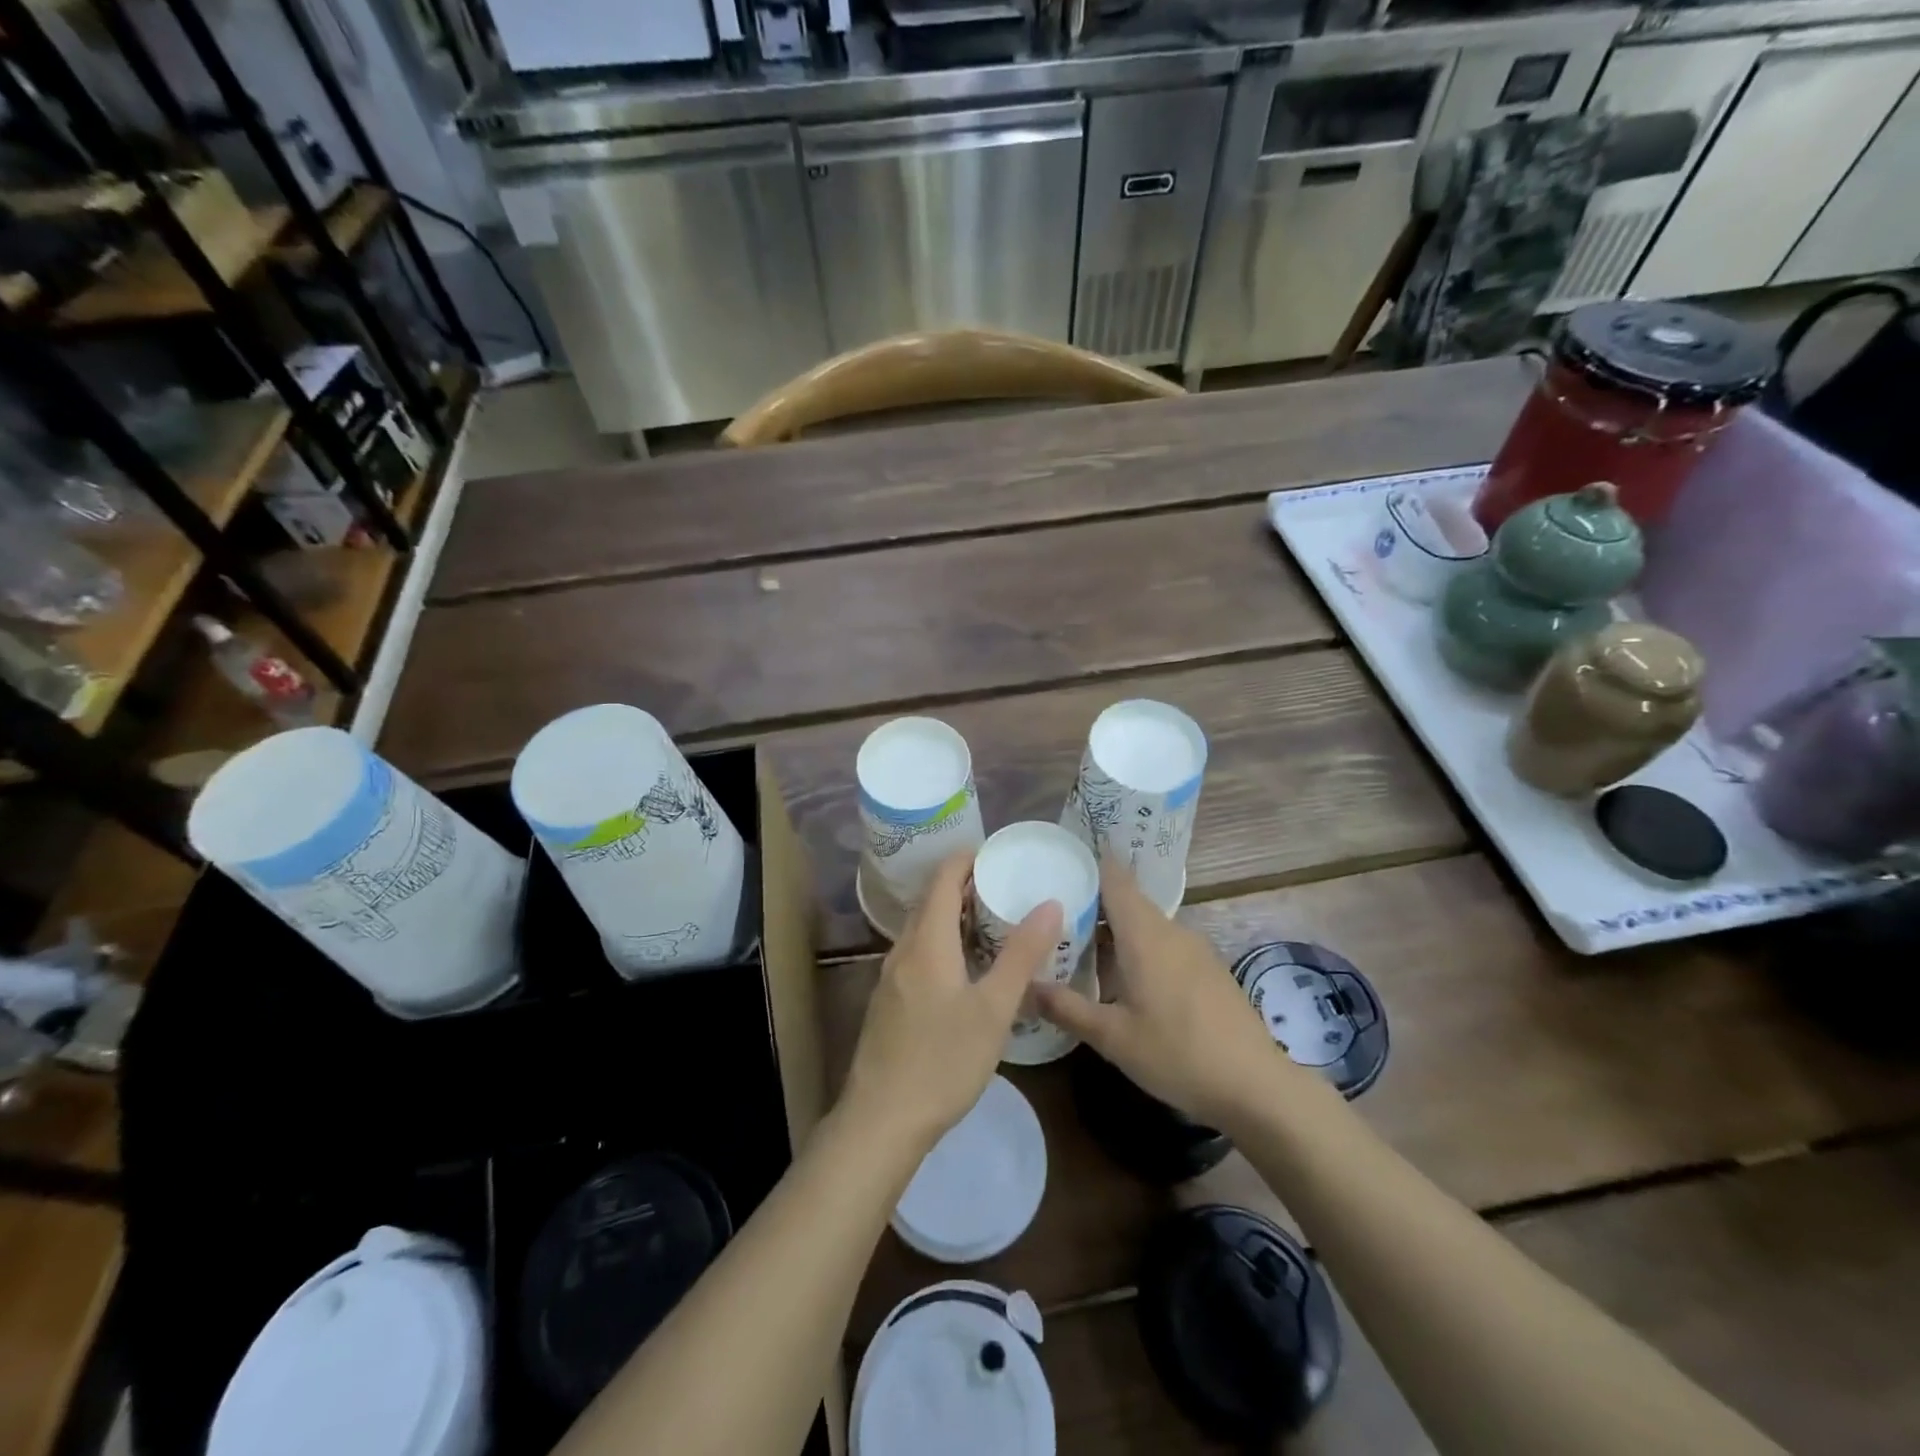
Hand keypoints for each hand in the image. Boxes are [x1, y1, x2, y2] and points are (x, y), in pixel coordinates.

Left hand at [842, 851, 1061, 1151]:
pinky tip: (967, 969)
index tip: (999, 855)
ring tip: (994, 924)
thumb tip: (1049, 904)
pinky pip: (918, 954)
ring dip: (954, 917)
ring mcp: (891, 977)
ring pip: (923, 929)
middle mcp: (903, 950)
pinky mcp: (889, 1001)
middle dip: (965, 886)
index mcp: (926, 941)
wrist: (882, 1119)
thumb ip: (1021, 955)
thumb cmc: (943, 1060)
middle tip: (1006, 888)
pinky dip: (943, 943)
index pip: (942, 878)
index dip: (967, 859)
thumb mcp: (994, 1008)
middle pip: (931, 901)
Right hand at [1034, 862, 1309, 1129]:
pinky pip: (1164, 944)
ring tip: (1081, 944)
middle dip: (1094, 901)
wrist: (1256, 1085)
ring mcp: (1195, 950)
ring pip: (1146, 925)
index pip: (1116, 879)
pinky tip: (1123, 977)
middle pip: (1128, 901)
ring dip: (1115, 929)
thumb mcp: (1112, 1038)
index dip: (1093, 860)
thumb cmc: (1178, 1054)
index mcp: (1144, 934)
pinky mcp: (1208, 970)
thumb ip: (1066, 1008)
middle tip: (1055, 909)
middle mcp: (1170, 931)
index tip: (1065, 852)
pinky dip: (1138, 948)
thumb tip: (1024, 985)